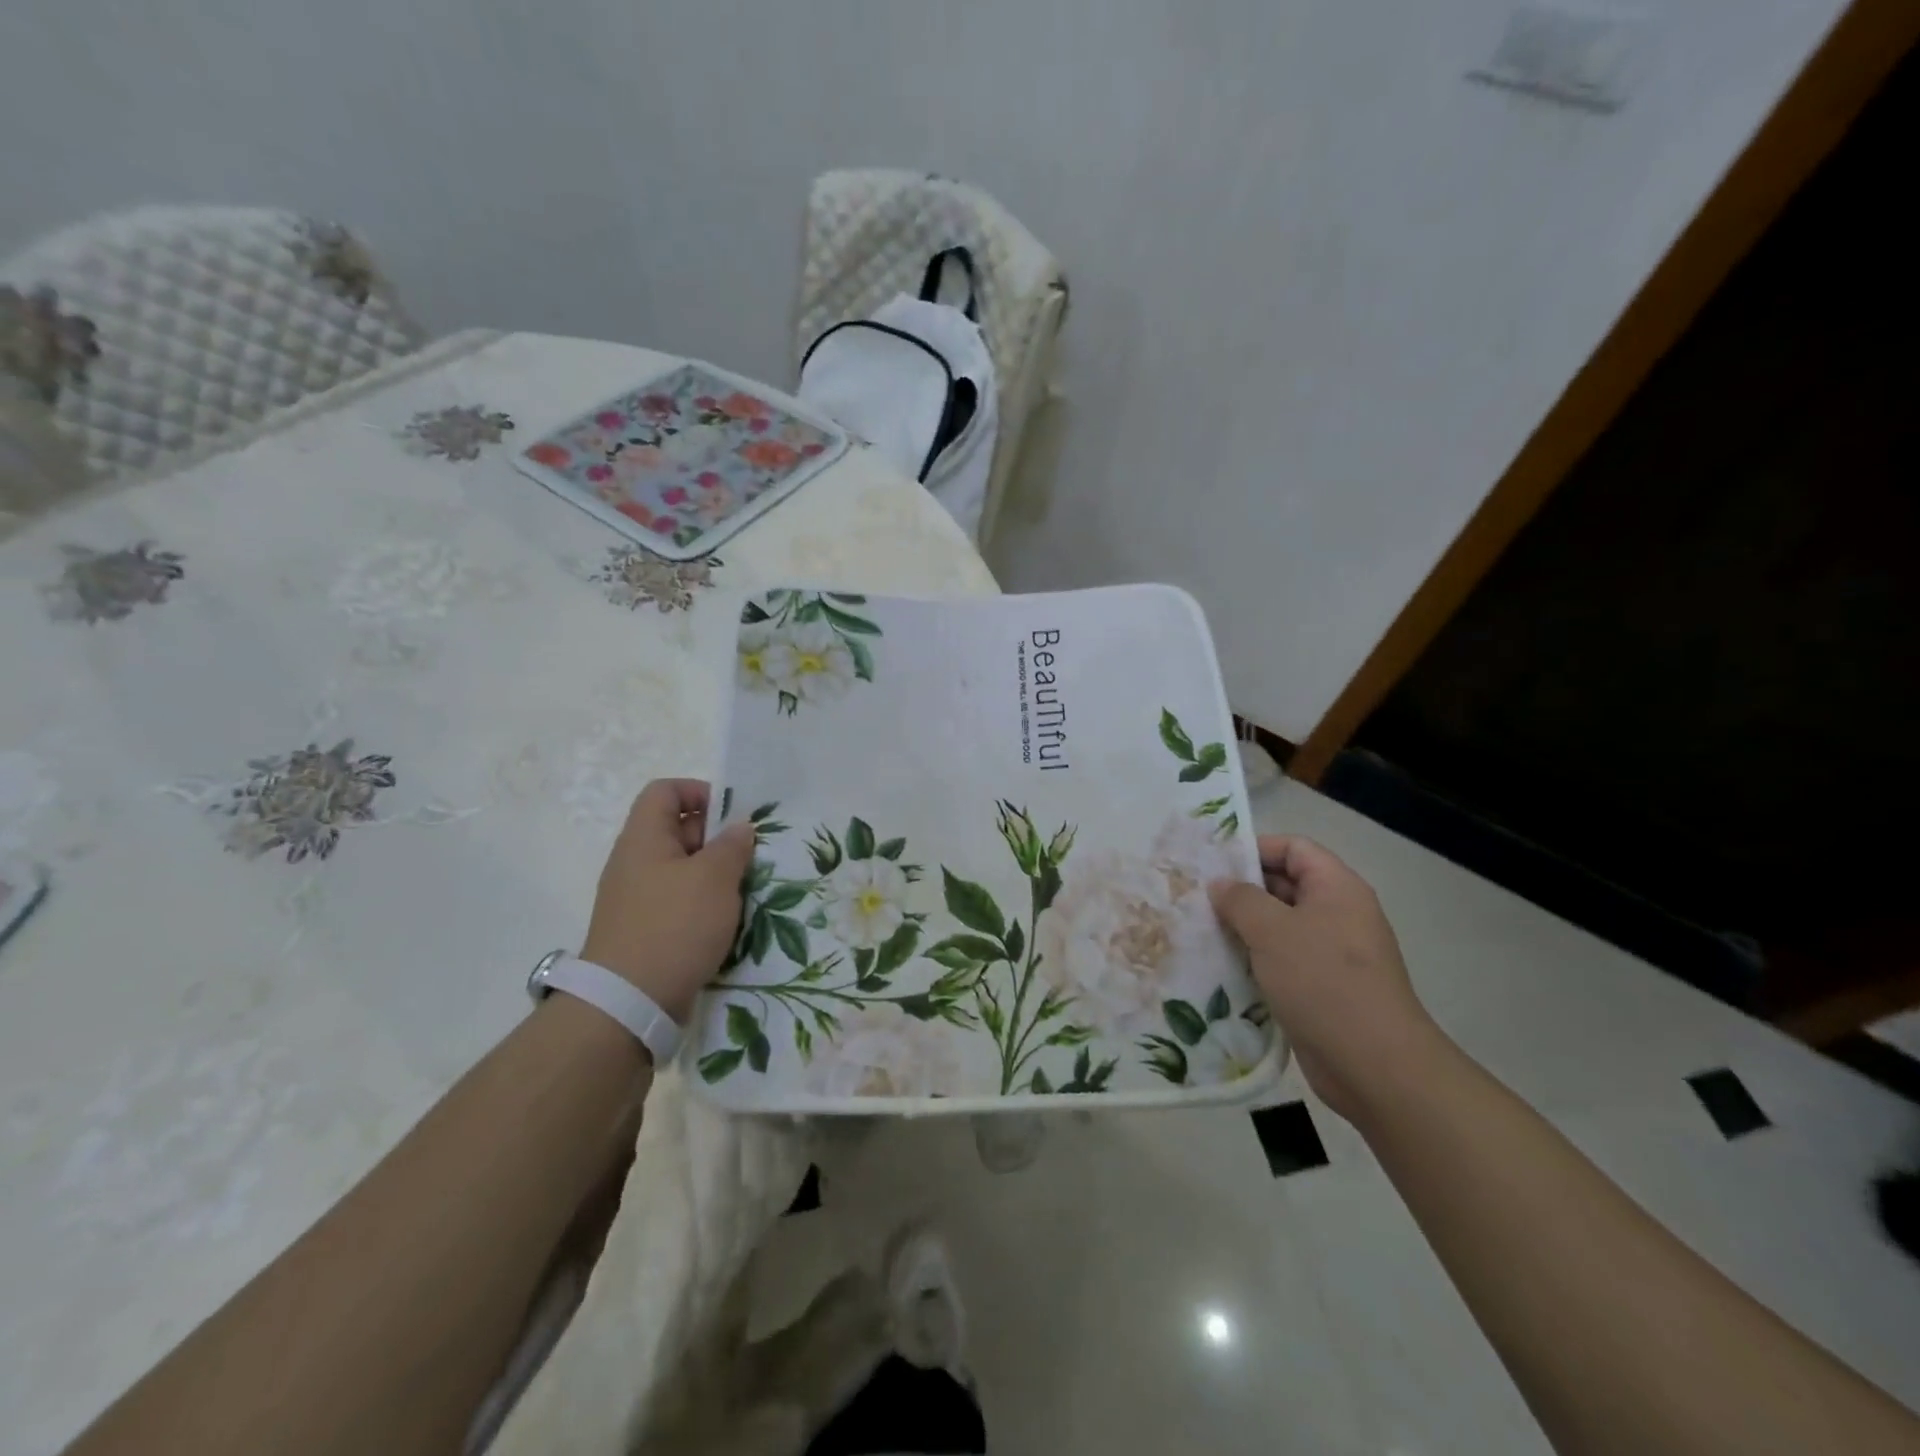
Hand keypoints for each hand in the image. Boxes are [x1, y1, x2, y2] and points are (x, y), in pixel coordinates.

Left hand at [581, 780, 756, 1023]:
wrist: (628, 1002)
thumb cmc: (675, 925)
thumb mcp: (715, 878)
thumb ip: (732, 845)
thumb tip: (739, 828)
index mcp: (644, 838)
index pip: (665, 791)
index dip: (700, 792)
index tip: (734, 816)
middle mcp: (634, 862)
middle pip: (677, 830)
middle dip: (717, 838)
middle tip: (750, 856)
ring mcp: (636, 898)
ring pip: (682, 869)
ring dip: (715, 875)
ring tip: (745, 891)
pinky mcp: (643, 930)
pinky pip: (678, 902)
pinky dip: (703, 905)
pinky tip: (727, 922)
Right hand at [1210, 835, 1438, 1122]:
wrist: (1374, 1065)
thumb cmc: (1322, 981)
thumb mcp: (1272, 930)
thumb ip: (1240, 899)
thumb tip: (1220, 884)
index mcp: (1336, 888)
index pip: (1294, 848)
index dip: (1255, 848)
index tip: (1213, 863)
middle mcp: (1338, 914)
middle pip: (1285, 885)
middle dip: (1241, 890)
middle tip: (1196, 897)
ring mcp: (1331, 953)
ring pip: (1280, 926)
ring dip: (1243, 927)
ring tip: (1200, 929)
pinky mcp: (1322, 988)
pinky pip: (1282, 960)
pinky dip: (1254, 959)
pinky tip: (1221, 966)